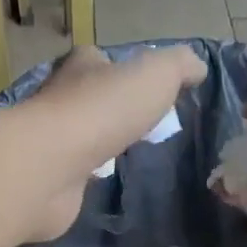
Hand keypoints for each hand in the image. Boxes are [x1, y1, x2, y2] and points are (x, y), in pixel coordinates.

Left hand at [20, 44, 206, 239]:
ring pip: (78, 139)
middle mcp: (59, 101)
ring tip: (122, 159)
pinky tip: (100, 186)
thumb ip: (179, 67)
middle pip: (88, 101)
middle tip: (138, 130)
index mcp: (81, 69)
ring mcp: (51, 144)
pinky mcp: (48, 181)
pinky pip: (72, 176)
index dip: (120, 71)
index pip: (98, 60)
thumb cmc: (102, 113)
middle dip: (109, 113)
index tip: (143, 90)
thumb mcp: (154, 76)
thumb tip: (197, 68)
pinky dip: (85, 179)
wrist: (49, 168)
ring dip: (96, 148)